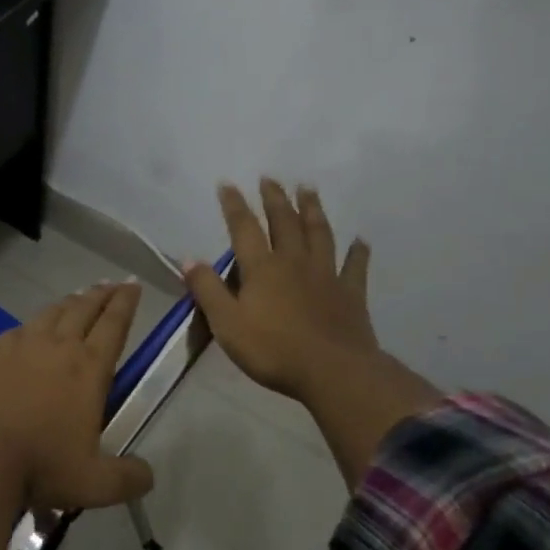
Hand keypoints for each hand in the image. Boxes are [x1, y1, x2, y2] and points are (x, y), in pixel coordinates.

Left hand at [0, 282, 153, 511]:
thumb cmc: (41, 464)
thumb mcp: (95, 483)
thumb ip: (127, 479)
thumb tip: (147, 476)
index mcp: (89, 368)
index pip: (114, 325)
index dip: (126, 303)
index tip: (133, 285)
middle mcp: (58, 346)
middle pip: (84, 309)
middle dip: (101, 294)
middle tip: (112, 284)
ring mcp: (22, 345)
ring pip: (52, 312)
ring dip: (69, 302)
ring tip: (77, 298)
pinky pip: (19, 329)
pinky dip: (33, 324)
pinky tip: (31, 329)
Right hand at [183, 181, 441, 490]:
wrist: (333, 371)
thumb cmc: (272, 350)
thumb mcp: (227, 323)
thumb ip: (207, 290)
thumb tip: (189, 259)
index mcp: (262, 269)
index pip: (244, 229)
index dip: (234, 205)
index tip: (227, 184)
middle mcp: (294, 262)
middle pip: (284, 223)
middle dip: (275, 199)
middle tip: (270, 178)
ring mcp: (326, 275)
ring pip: (319, 234)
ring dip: (313, 210)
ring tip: (309, 189)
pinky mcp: (351, 294)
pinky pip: (355, 266)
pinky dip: (358, 252)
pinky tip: (361, 240)